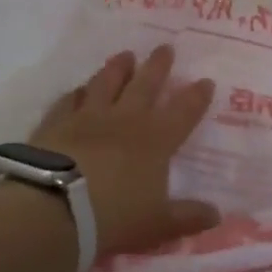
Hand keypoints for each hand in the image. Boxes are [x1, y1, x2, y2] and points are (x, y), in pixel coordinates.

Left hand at [30, 45, 219, 257]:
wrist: (55, 208)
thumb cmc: (114, 217)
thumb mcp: (158, 225)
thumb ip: (187, 217)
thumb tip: (216, 215)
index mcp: (156, 140)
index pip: (184, 111)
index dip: (196, 96)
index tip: (205, 80)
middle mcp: (125, 120)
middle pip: (145, 85)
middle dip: (158, 66)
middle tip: (165, 47)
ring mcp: (88, 117)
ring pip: (106, 83)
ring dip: (118, 68)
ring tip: (125, 55)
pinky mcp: (57, 123)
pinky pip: (69, 101)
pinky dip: (76, 94)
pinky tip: (78, 89)